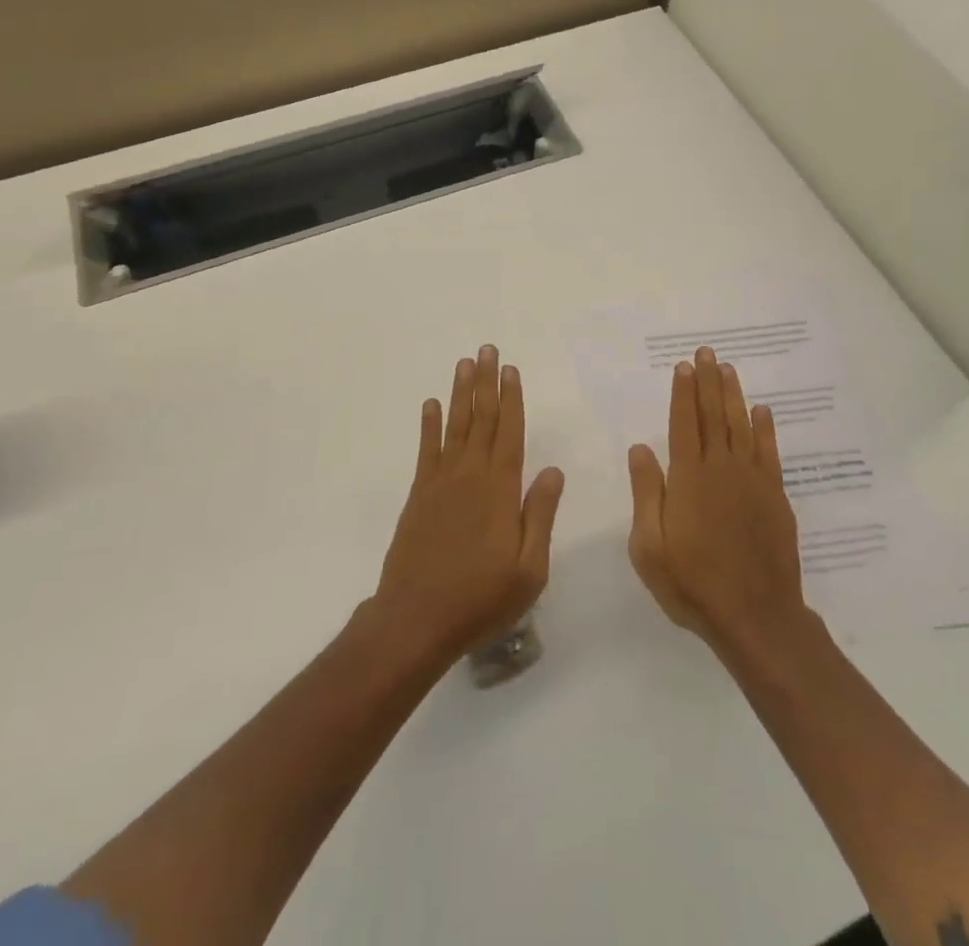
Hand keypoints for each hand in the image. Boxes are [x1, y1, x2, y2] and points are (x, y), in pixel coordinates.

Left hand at [372, 345, 564, 665]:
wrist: (416, 619)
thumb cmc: (481, 599)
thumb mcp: (529, 569)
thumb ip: (540, 516)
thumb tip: (553, 471)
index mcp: (501, 490)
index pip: (510, 433)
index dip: (512, 399)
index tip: (511, 370)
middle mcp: (471, 475)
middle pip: (482, 418)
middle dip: (486, 382)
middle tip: (487, 349)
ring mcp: (441, 482)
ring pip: (455, 426)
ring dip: (461, 393)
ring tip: (465, 363)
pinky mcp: (419, 495)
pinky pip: (426, 449)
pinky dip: (429, 424)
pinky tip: (431, 404)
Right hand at [627, 346, 808, 654]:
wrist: (756, 617)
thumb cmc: (693, 584)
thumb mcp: (650, 546)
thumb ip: (646, 493)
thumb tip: (640, 448)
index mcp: (688, 479)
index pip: (683, 424)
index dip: (683, 393)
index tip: (684, 366)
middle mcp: (721, 470)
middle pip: (713, 416)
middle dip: (708, 382)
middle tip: (707, 352)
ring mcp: (752, 481)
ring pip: (741, 427)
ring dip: (733, 395)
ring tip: (728, 369)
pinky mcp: (775, 497)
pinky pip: (769, 453)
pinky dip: (765, 429)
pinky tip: (761, 410)